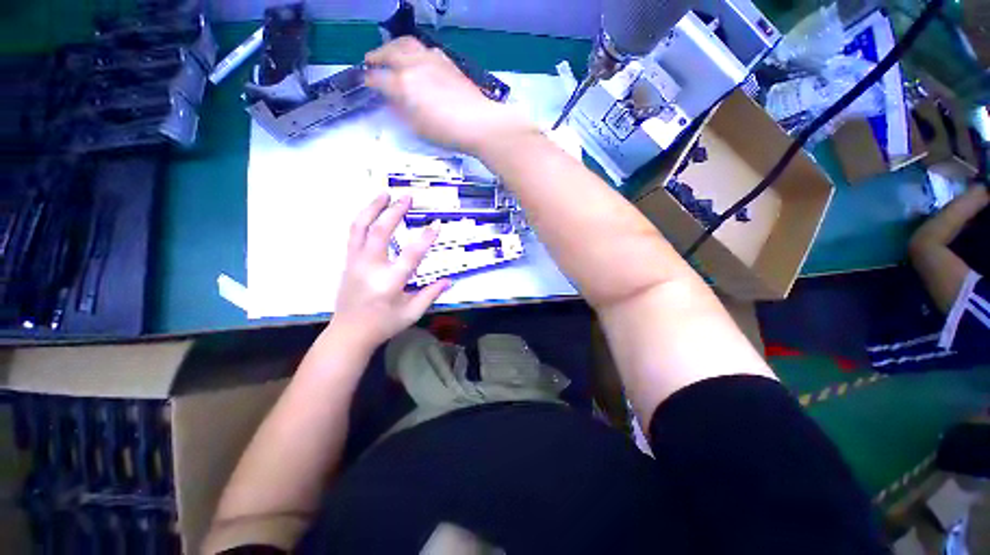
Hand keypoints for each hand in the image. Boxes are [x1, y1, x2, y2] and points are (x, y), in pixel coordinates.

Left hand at [328, 193, 449, 350]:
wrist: (349, 333)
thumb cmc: (383, 324)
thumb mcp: (412, 313)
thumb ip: (430, 294)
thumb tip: (448, 281)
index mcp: (390, 282)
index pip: (411, 255)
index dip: (426, 238)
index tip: (437, 224)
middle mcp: (370, 268)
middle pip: (380, 232)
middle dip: (394, 212)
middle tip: (407, 198)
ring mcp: (355, 262)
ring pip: (360, 228)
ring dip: (372, 208)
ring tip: (384, 194)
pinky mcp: (348, 262)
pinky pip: (354, 234)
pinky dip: (363, 219)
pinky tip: (372, 212)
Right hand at [365, 37, 537, 155]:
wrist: (480, 123)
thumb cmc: (447, 132)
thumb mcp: (418, 128)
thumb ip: (402, 111)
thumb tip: (393, 101)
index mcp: (404, 84)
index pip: (379, 78)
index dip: (370, 80)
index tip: (365, 82)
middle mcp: (415, 65)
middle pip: (390, 52)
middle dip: (377, 55)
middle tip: (371, 60)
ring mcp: (433, 60)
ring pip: (408, 44)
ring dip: (394, 47)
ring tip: (391, 53)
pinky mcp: (448, 62)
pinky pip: (426, 49)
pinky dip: (415, 50)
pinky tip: (417, 59)